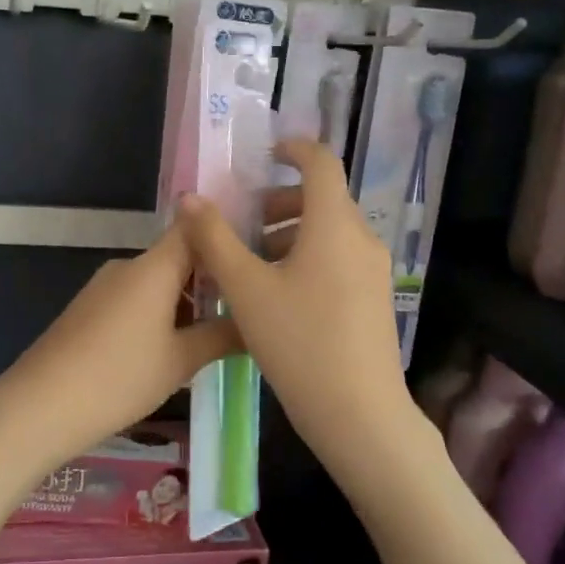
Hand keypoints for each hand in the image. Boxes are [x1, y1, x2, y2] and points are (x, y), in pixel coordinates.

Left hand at [0, 226, 241, 474]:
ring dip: (184, 300)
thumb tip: (257, 324)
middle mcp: (128, 266)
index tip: (254, 253)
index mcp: (154, 266)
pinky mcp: (89, 308)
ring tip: (214, 334)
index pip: (195, 227)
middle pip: (177, 256)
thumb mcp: (180, 361)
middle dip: (210, 279)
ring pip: (156, 281)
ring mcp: (104, 286)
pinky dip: (158, 313)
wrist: (42, 404)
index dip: (224, 234)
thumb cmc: (120, 377)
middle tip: (246, 307)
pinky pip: (134, 298)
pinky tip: (169, 348)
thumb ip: (221, 336)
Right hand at [176, 140, 424, 475]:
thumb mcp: (245, 289)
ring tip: (254, 264)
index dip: (294, 149)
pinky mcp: (375, 299)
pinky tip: (280, 296)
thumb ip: (214, 239)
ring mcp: (374, 271)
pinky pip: (340, 258)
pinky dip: (309, 257)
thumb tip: (189, 198)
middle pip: (324, 199)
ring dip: (292, 232)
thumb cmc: (299, 343)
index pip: (321, 163)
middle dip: (281, 202)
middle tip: (244, 224)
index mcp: (334, 224)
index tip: (266, 155)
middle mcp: (362, 238)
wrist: (359, 414)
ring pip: (330, 232)